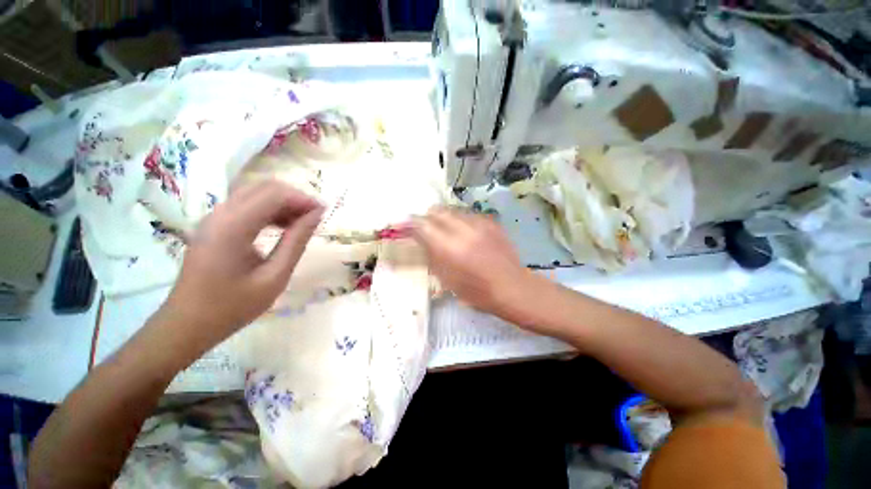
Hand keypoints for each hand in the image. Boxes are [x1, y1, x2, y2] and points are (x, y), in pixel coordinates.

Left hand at [162, 180, 323, 345]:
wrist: (187, 324)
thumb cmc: (233, 306)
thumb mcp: (275, 277)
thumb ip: (296, 242)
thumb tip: (316, 215)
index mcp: (233, 227)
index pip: (274, 194)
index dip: (303, 199)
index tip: (324, 213)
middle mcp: (220, 214)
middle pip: (264, 187)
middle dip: (294, 198)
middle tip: (314, 218)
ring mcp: (214, 218)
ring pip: (255, 193)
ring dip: (282, 203)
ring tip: (302, 224)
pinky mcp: (214, 225)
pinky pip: (246, 205)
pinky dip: (269, 210)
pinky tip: (282, 227)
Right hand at [412, 207, 530, 314]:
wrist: (511, 287)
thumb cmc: (477, 291)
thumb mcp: (447, 279)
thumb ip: (431, 255)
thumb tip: (421, 239)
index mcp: (449, 247)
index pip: (423, 225)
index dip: (411, 223)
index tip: (405, 224)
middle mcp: (463, 230)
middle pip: (438, 211)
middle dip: (428, 216)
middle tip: (426, 225)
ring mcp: (480, 224)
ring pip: (454, 210)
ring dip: (445, 216)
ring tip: (445, 227)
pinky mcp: (492, 222)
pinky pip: (469, 214)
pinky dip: (461, 219)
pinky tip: (464, 230)